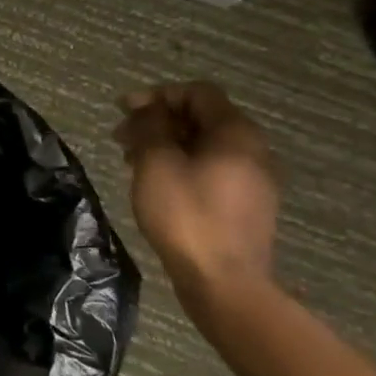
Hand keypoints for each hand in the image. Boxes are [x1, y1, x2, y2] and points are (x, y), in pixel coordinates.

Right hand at [114, 82, 279, 324]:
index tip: (124, 111)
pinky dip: (181, 164)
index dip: (158, 95)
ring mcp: (254, 178)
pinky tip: (155, 183)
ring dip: (166, 144)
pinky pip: (211, 168)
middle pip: (201, 117)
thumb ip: (151, 127)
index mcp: (235, 132)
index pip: (197, 93)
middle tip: (121, 137)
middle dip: (158, 121)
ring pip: (204, 145)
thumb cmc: (186, 215)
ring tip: (131, 161)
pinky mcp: (246, 204)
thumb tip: (150, 108)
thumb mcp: (157, 163)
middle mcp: (253, 149)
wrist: (224, 283)